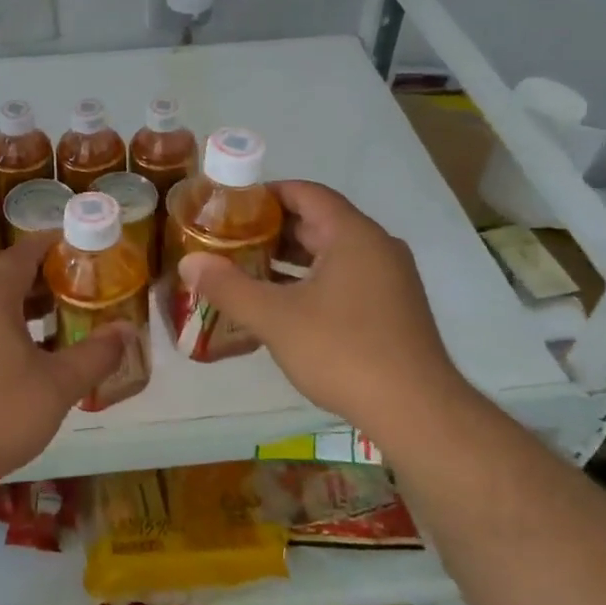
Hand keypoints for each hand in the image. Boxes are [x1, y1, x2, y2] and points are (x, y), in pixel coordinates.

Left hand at [0, 234, 132, 498]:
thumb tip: (127, 329)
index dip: (62, 244)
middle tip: (90, 285)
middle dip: (52, 274)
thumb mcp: (58, 385)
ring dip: (32, 300)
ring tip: (71, 314)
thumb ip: (96, 353)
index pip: (28, 249)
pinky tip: (38, 349)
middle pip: (12, 270)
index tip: (94, 250)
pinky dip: (12, 320)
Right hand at [177, 181, 471, 436]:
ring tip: (246, 269)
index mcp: (353, 234)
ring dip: (290, 258)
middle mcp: (376, 246)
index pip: (305, 193)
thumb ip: (229, 287)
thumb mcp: (275, 318)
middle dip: (272, 229)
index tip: (228, 207)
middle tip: (228, 240)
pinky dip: (312, 280)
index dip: (264, 194)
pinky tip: (283, 304)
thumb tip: (188, 262)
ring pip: (331, 252)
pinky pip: (345, 277)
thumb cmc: (343, 351)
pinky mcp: (392, 307)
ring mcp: (389, 278)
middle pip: (318, 221)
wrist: (417, 412)